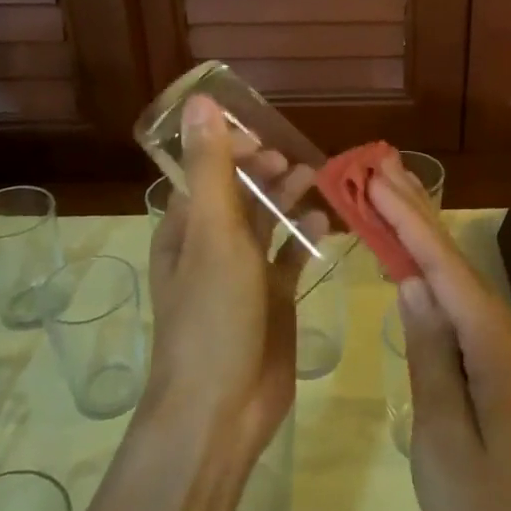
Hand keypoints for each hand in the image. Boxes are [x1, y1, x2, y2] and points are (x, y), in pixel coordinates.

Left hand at [145, 94, 307, 462]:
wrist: (222, 409)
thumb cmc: (212, 316)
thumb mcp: (212, 234)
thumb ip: (211, 168)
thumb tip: (199, 101)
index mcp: (185, 228)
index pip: (206, 172)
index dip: (233, 150)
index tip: (267, 135)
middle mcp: (210, 246)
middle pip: (239, 194)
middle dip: (266, 172)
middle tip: (297, 161)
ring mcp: (243, 274)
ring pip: (266, 222)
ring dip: (287, 198)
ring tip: (316, 179)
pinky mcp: (271, 299)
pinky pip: (289, 256)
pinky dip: (304, 236)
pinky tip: (326, 223)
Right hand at [368, 162, 510, 510]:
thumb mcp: (439, 435)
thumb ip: (429, 351)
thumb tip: (413, 282)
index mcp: (504, 352)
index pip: (448, 271)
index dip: (411, 221)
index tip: (379, 178)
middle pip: (462, 269)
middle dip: (419, 216)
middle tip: (381, 168)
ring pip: (467, 290)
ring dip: (428, 248)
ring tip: (390, 202)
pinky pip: (473, 317)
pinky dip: (442, 287)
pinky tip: (419, 268)